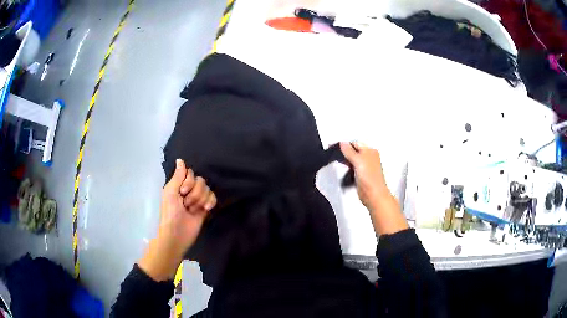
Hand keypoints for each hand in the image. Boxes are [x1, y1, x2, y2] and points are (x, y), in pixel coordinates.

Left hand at [139, 159, 216, 280]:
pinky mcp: (205, 208)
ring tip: (193, 209)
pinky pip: (213, 197)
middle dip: (195, 193)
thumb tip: (180, 159)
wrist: (177, 234)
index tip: (182, 192)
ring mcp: (197, 199)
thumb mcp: (170, 192)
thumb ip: (178, 176)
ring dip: (200, 199)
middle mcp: (188, 190)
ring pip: (207, 189)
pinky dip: (210, 202)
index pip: (190, 173)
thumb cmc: (170, 213)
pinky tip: (205, 208)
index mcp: (178, 185)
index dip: (189, 182)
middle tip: (186, 204)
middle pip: (200, 181)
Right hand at [339, 142, 389, 211]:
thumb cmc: (369, 177)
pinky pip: (353, 167)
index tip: (333, 146)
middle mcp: (369, 157)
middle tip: (334, 153)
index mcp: (370, 151)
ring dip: (346, 160)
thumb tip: (342, 142)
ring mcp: (365, 166)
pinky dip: (347, 167)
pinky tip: (343, 168)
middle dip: (345, 152)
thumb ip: (349, 151)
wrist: (373, 195)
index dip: (345, 144)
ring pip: (353, 159)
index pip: (355, 143)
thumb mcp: (358, 161)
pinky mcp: (361, 175)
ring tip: (337, 160)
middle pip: (354, 150)